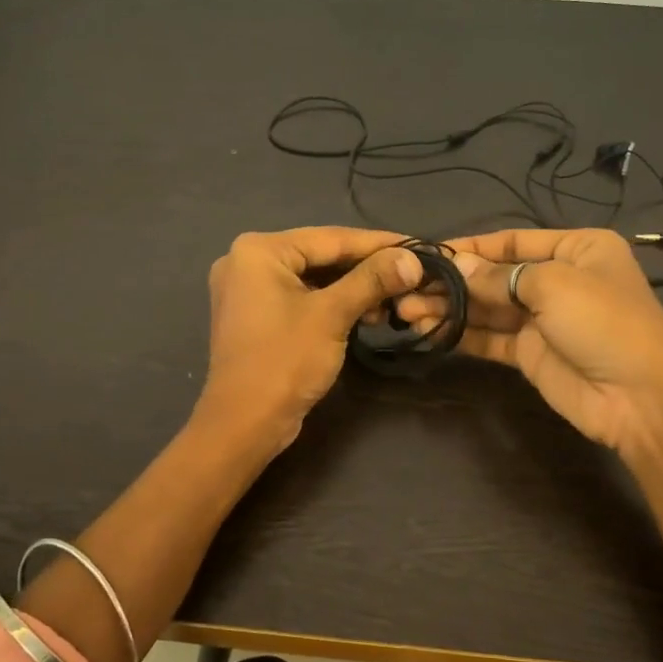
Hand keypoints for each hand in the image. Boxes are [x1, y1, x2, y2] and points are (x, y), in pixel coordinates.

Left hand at [199, 227, 424, 450]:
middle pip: (321, 256)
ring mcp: (248, 290)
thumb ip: (372, 280)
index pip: (331, 238)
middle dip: (367, 269)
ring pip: (314, 279)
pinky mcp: (256, 316)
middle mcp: (247, 261)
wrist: (244, 424)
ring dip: (353, 290)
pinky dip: (332, 304)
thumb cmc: (285, 361)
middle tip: (410, 275)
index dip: (379, 243)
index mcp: (259, 250)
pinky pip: (301, 298)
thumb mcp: (332, 314)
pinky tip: (365, 316)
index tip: (417, 246)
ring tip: (392, 302)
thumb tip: (413, 259)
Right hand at [399, 228, 662, 454]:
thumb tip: (456, 266)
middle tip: (407, 289)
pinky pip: (489, 337)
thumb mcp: (553, 285)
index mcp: (576, 249)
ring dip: (450, 308)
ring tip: (407, 311)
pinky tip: (429, 331)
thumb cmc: (603, 322)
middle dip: (453, 282)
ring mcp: (543, 319)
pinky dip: (461, 334)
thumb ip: (498, 276)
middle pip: (495, 275)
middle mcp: (558, 279)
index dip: (471, 247)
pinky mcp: (530, 354)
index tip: (428, 254)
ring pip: (488, 308)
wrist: (640, 399)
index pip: (512, 241)